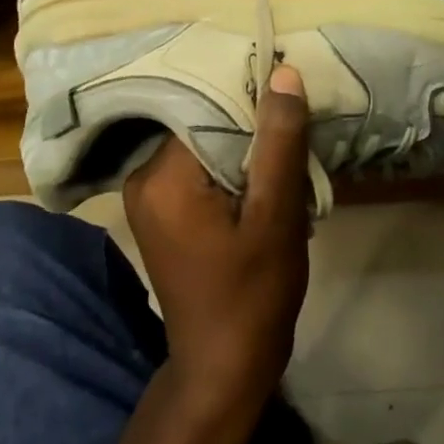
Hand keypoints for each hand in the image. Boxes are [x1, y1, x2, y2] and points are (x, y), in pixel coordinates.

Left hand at [121, 64, 310, 410]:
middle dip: (254, 125)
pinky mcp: (165, 210)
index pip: (210, 106)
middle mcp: (145, 177)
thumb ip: (279, 142)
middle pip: (207, 122)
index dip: (255, 99)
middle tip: (298, 129)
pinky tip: (267, 179)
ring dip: (250, 147)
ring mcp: (151, 195)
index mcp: (163, 176)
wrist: (225, 368)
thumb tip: (284, 74)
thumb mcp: (277, 214)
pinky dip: (236, 167)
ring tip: (288, 154)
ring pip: (209, 142)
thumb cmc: (253, 294)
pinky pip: (204, 166)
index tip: (294, 98)